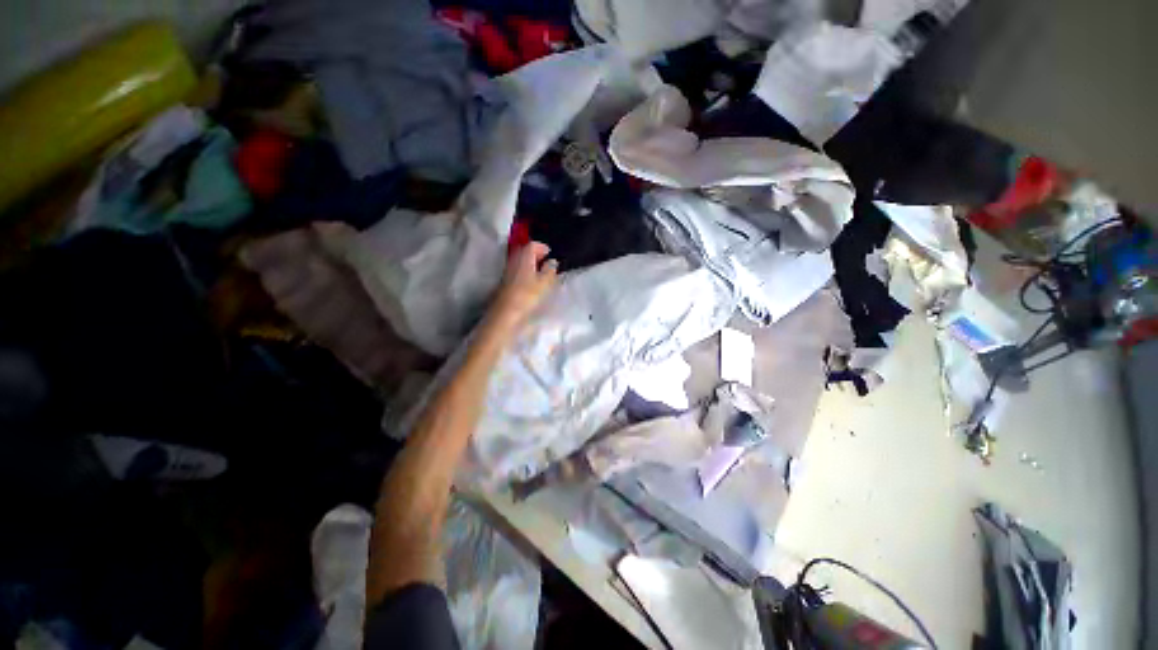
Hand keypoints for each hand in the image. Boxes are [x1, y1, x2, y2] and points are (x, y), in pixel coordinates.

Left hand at [491, 241, 557, 329]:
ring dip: (530, 263)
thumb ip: (550, 270)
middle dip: (536, 254)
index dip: (542, 247)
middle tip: (546, 261)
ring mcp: (508, 270)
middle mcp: (514, 260)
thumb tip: (552, 261)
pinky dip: (525, 271)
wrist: (505, 312)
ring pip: (520, 261)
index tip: (550, 254)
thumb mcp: (544, 283)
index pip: (532, 245)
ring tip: (540, 272)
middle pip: (525, 251)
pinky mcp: (505, 281)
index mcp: (524, 257)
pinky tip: (531, 281)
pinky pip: (517, 270)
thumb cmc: (527, 295)